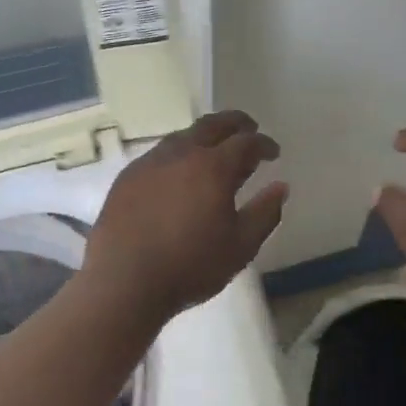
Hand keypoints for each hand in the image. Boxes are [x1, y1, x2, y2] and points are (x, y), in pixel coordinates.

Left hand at [82, 110, 288, 321]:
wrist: (124, 282)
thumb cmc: (190, 266)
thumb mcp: (241, 247)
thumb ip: (265, 213)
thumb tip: (281, 187)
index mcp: (212, 167)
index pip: (246, 142)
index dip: (264, 144)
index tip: (273, 153)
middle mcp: (180, 154)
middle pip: (211, 125)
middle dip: (235, 123)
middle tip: (248, 130)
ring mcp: (148, 163)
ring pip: (181, 137)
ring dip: (203, 137)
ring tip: (213, 152)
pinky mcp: (126, 178)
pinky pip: (158, 155)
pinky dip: (177, 155)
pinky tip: (177, 175)